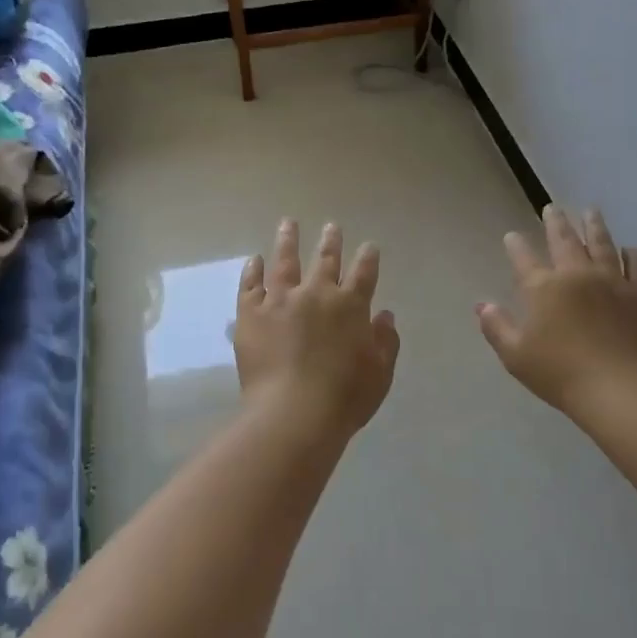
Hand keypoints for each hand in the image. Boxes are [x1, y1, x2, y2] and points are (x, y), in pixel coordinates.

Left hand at [234, 220, 400, 438]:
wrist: (293, 414)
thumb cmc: (344, 398)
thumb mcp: (380, 373)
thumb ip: (385, 341)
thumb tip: (384, 315)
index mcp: (351, 306)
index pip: (364, 273)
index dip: (368, 258)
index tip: (369, 246)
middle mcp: (317, 294)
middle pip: (325, 260)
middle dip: (330, 241)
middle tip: (331, 226)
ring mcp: (281, 300)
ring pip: (285, 262)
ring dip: (288, 241)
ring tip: (288, 223)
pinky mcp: (251, 314)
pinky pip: (250, 285)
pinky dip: (252, 270)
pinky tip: (253, 259)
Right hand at [478, 205, 636, 415]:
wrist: (618, 388)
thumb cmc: (559, 373)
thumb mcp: (515, 355)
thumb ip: (496, 327)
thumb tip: (481, 305)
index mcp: (543, 288)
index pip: (524, 259)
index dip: (516, 245)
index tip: (512, 235)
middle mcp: (576, 274)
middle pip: (564, 240)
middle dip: (556, 222)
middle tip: (552, 208)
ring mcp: (611, 281)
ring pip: (601, 244)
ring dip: (594, 226)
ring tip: (591, 211)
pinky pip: (636, 267)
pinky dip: (631, 255)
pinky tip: (630, 249)